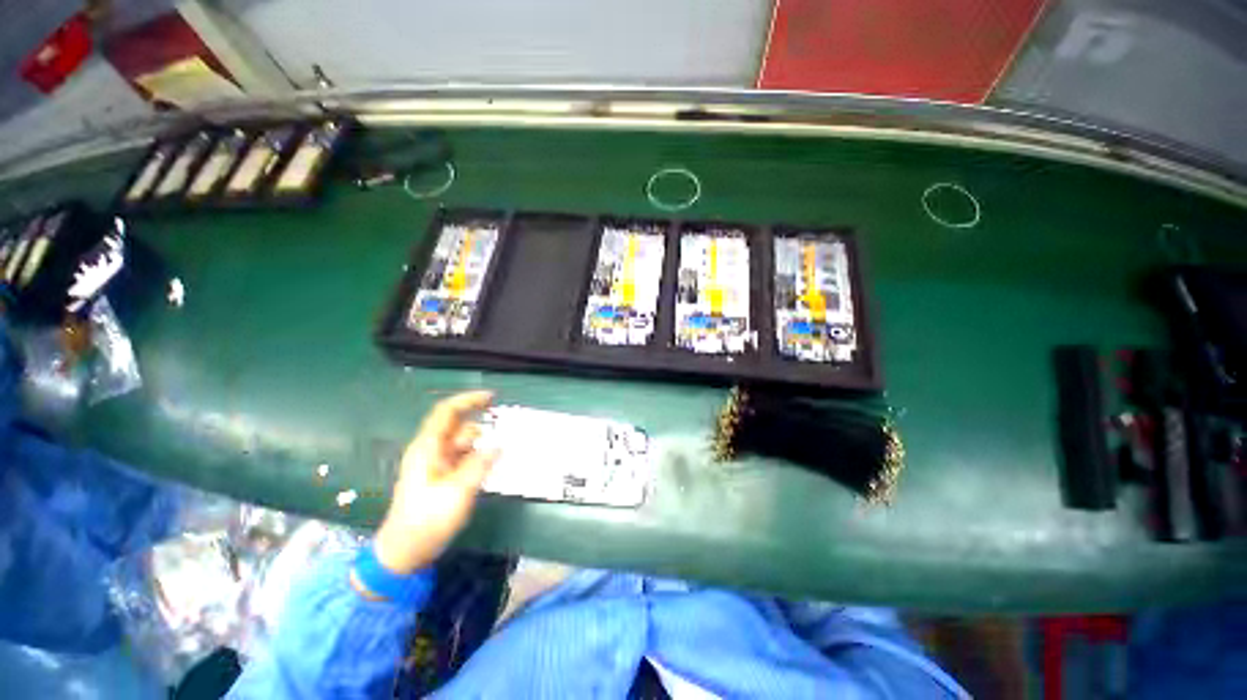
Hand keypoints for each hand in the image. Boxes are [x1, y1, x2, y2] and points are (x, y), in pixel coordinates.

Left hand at [373, 390, 497, 573]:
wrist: (406, 552)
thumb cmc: (427, 519)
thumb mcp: (457, 491)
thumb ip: (480, 464)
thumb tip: (498, 445)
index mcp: (428, 448)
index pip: (447, 412)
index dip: (468, 400)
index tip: (492, 397)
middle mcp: (432, 451)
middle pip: (459, 427)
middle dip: (481, 427)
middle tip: (505, 433)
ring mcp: (437, 464)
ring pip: (464, 444)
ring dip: (482, 446)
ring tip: (499, 457)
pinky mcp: (442, 477)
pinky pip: (464, 458)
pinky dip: (478, 458)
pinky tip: (490, 468)